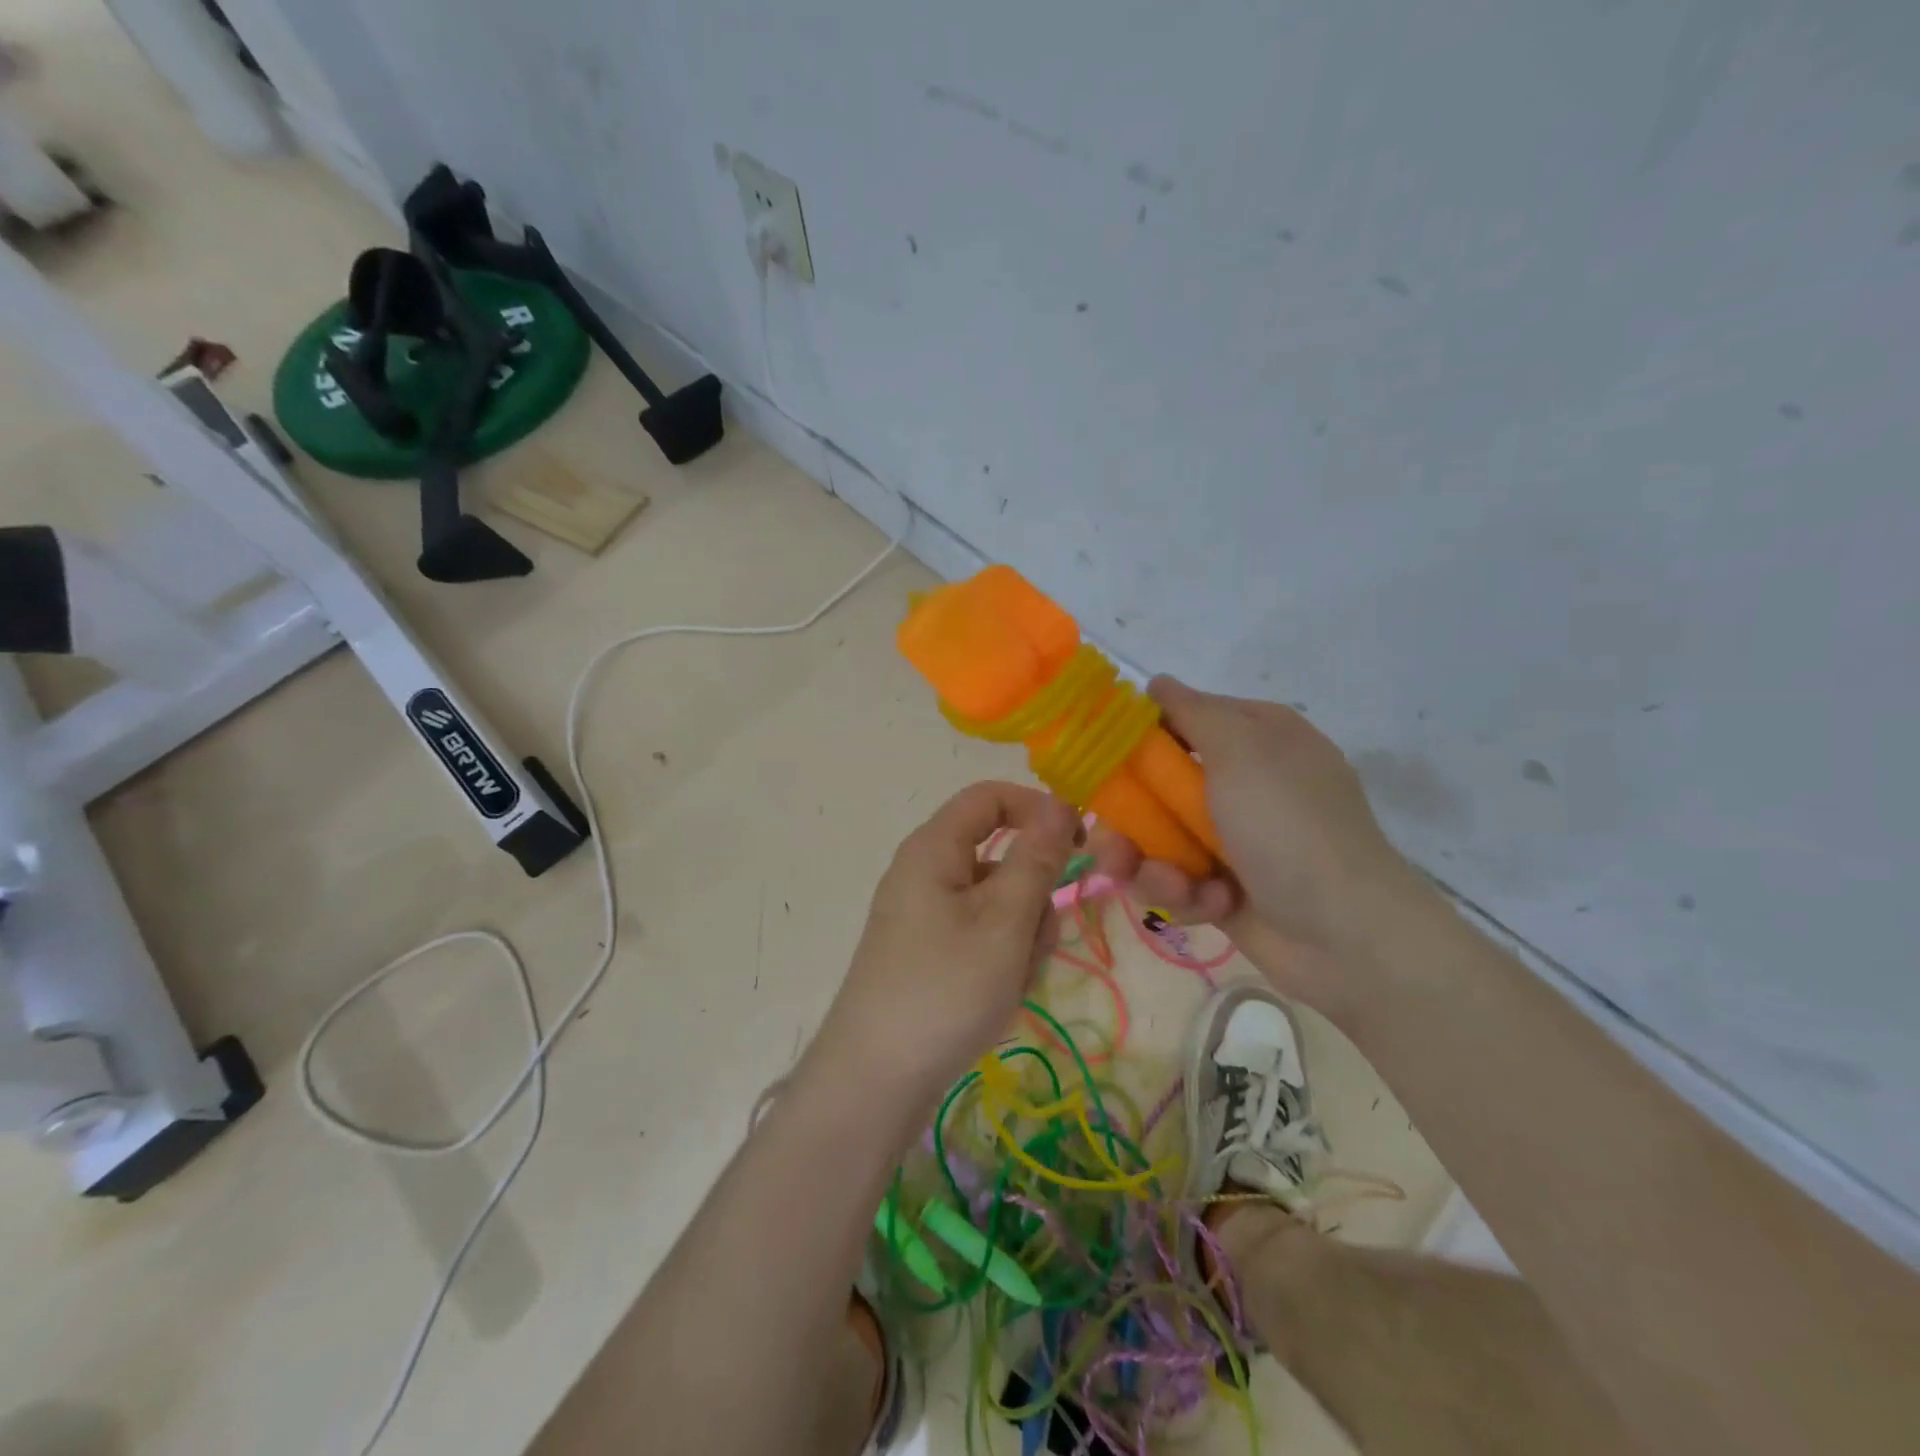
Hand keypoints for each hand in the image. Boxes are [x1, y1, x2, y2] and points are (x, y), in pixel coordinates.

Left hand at [808, 782, 1078, 1105]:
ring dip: (1021, 936)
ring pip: (997, 902)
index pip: (991, 797)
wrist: (874, 1080)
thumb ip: (1036, 859)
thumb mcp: (1004, 922)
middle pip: (1000, 856)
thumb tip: (1060, 803)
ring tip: (1010, 982)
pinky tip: (996, 999)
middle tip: (1033, 943)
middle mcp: (925, 871)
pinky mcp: (927, 951)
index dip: (1038, 811)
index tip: (1078, 846)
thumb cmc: (945, 989)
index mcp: (934, 848)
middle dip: (1032, 896)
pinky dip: (1000, 958)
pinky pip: (980, 935)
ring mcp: (924, 914)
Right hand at [1092, 678, 1425, 1013]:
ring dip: (1152, 865)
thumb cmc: (1289, 827)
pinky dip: (1188, 893)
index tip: (1098, 758)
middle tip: (1109, 841)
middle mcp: (1242, 784)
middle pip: (1156, 787)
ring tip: (1170, 884)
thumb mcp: (1242, 750)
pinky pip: (1179, 881)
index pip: (1180, 720)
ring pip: (1158, 840)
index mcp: (1254, 739)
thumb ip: (1192, 711)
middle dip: (1128, 818)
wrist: (1346, 935)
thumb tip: (1157, 682)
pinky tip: (1212, 903)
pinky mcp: (1224, 888)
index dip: (1136, 738)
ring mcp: (1233, 839)